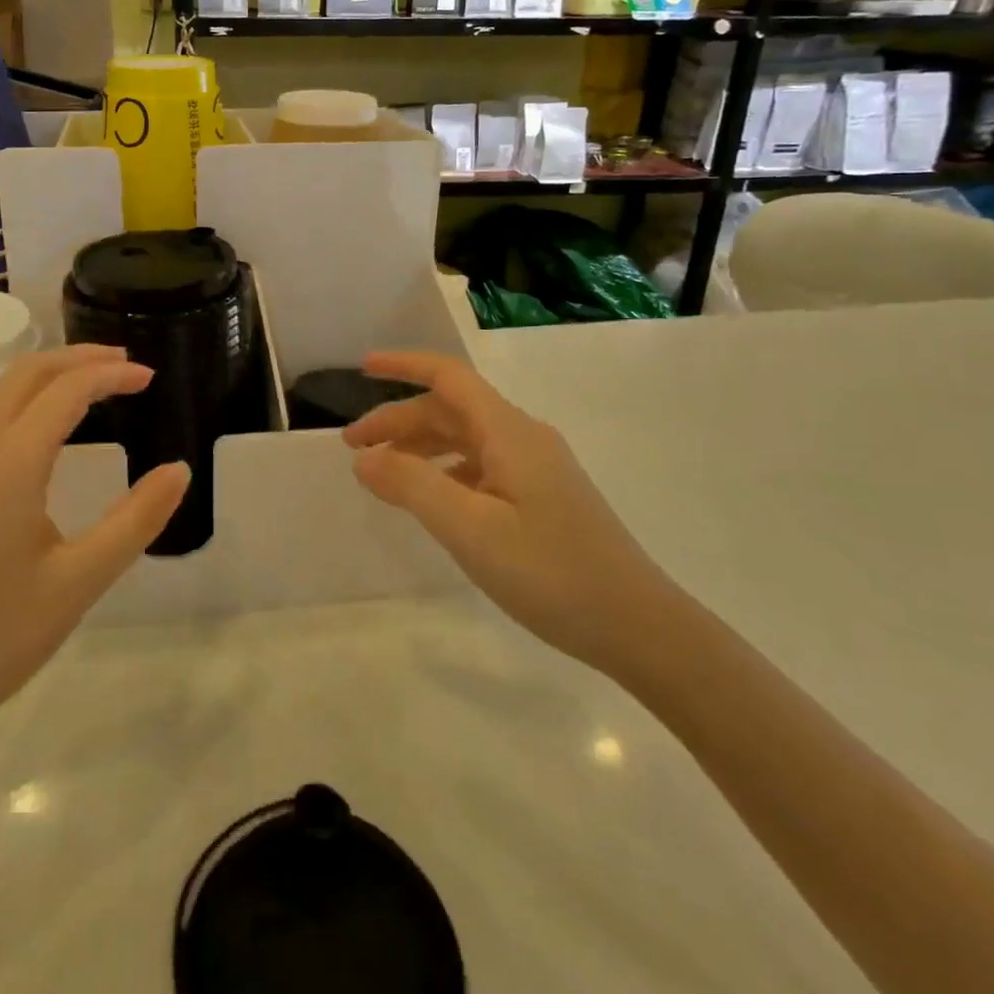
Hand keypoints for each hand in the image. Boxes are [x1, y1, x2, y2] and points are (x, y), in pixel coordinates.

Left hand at [0, 345, 188, 776]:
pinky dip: (26, 401)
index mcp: (9, 462)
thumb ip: (135, 520)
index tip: (150, 378)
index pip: (67, 389)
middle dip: (80, 358)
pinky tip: (47, 431)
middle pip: (27, 372)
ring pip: (1, 391)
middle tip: (126, 365)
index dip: (112, 375)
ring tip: (94, 387)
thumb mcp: (78, 582)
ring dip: (50, 376)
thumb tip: (179, 470)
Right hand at [343, 351, 669, 673]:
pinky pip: (481, 467)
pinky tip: (431, 500)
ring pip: (465, 440)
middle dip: (400, 421)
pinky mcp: (543, 497)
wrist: (640, 627)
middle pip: (451, 411)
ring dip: (420, 448)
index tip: (362, 368)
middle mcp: (523, 438)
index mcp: (508, 432)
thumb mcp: (470, 529)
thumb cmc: (552, 573)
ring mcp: (537, 469)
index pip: (449, 378)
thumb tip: (364, 459)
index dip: (404, 366)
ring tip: (382, 474)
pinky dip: (445, 473)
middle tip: (353, 448)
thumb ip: (412, 486)